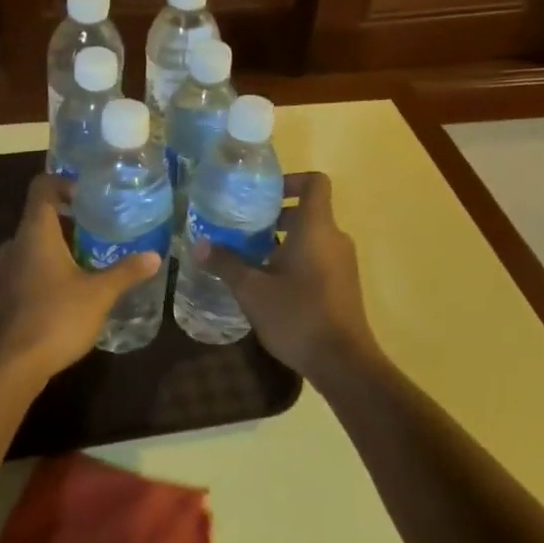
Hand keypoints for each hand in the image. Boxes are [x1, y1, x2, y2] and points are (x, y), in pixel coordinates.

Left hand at [0, 174, 161, 384]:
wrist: (13, 365)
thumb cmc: (57, 318)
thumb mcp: (99, 294)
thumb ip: (126, 272)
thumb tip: (155, 256)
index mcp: (35, 232)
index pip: (42, 187)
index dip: (64, 182)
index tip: (90, 193)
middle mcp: (17, 243)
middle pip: (40, 214)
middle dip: (70, 216)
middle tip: (102, 224)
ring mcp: (7, 269)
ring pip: (35, 242)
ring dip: (61, 243)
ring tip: (93, 254)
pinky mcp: (7, 292)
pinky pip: (30, 264)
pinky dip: (50, 264)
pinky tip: (74, 285)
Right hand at [200, 171, 380, 381]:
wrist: (343, 363)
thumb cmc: (297, 315)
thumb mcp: (252, 290)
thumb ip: (226, 263)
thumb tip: (200, 245)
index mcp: (316, 228)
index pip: (315, 183)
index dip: (291, 180)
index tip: (263, 194)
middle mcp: (335, 239)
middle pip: (308, 211)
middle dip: (276, 216)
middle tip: (244, 228)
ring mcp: (343, 263)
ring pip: (312, 237)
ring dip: (283, 241)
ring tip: (250, 257)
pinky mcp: (343, 285)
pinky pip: (318, 258)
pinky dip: (295, 260)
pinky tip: (269, 284)